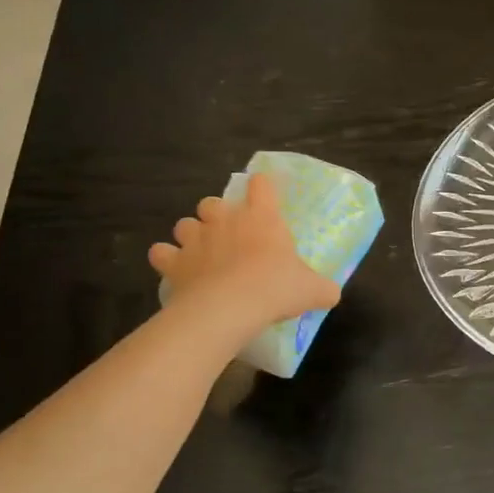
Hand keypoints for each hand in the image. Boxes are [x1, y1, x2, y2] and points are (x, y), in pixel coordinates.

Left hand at [148, 173, 340, 332]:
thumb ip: (323, 288)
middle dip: (217, 214)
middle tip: (228, 235)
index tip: (264, 198)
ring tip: (200, 252)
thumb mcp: (312, 290)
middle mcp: (225, 219)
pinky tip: (175, 269)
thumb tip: (332, 293)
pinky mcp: (174, 261)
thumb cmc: (274, 288)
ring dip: (191, 235)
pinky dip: (166, 259)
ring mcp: (195, 238)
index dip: (261, 188)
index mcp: (261, 217)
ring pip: (184, 223)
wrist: (229, 307)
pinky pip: (161, 252)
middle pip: (212, 202)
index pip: (260, 184)